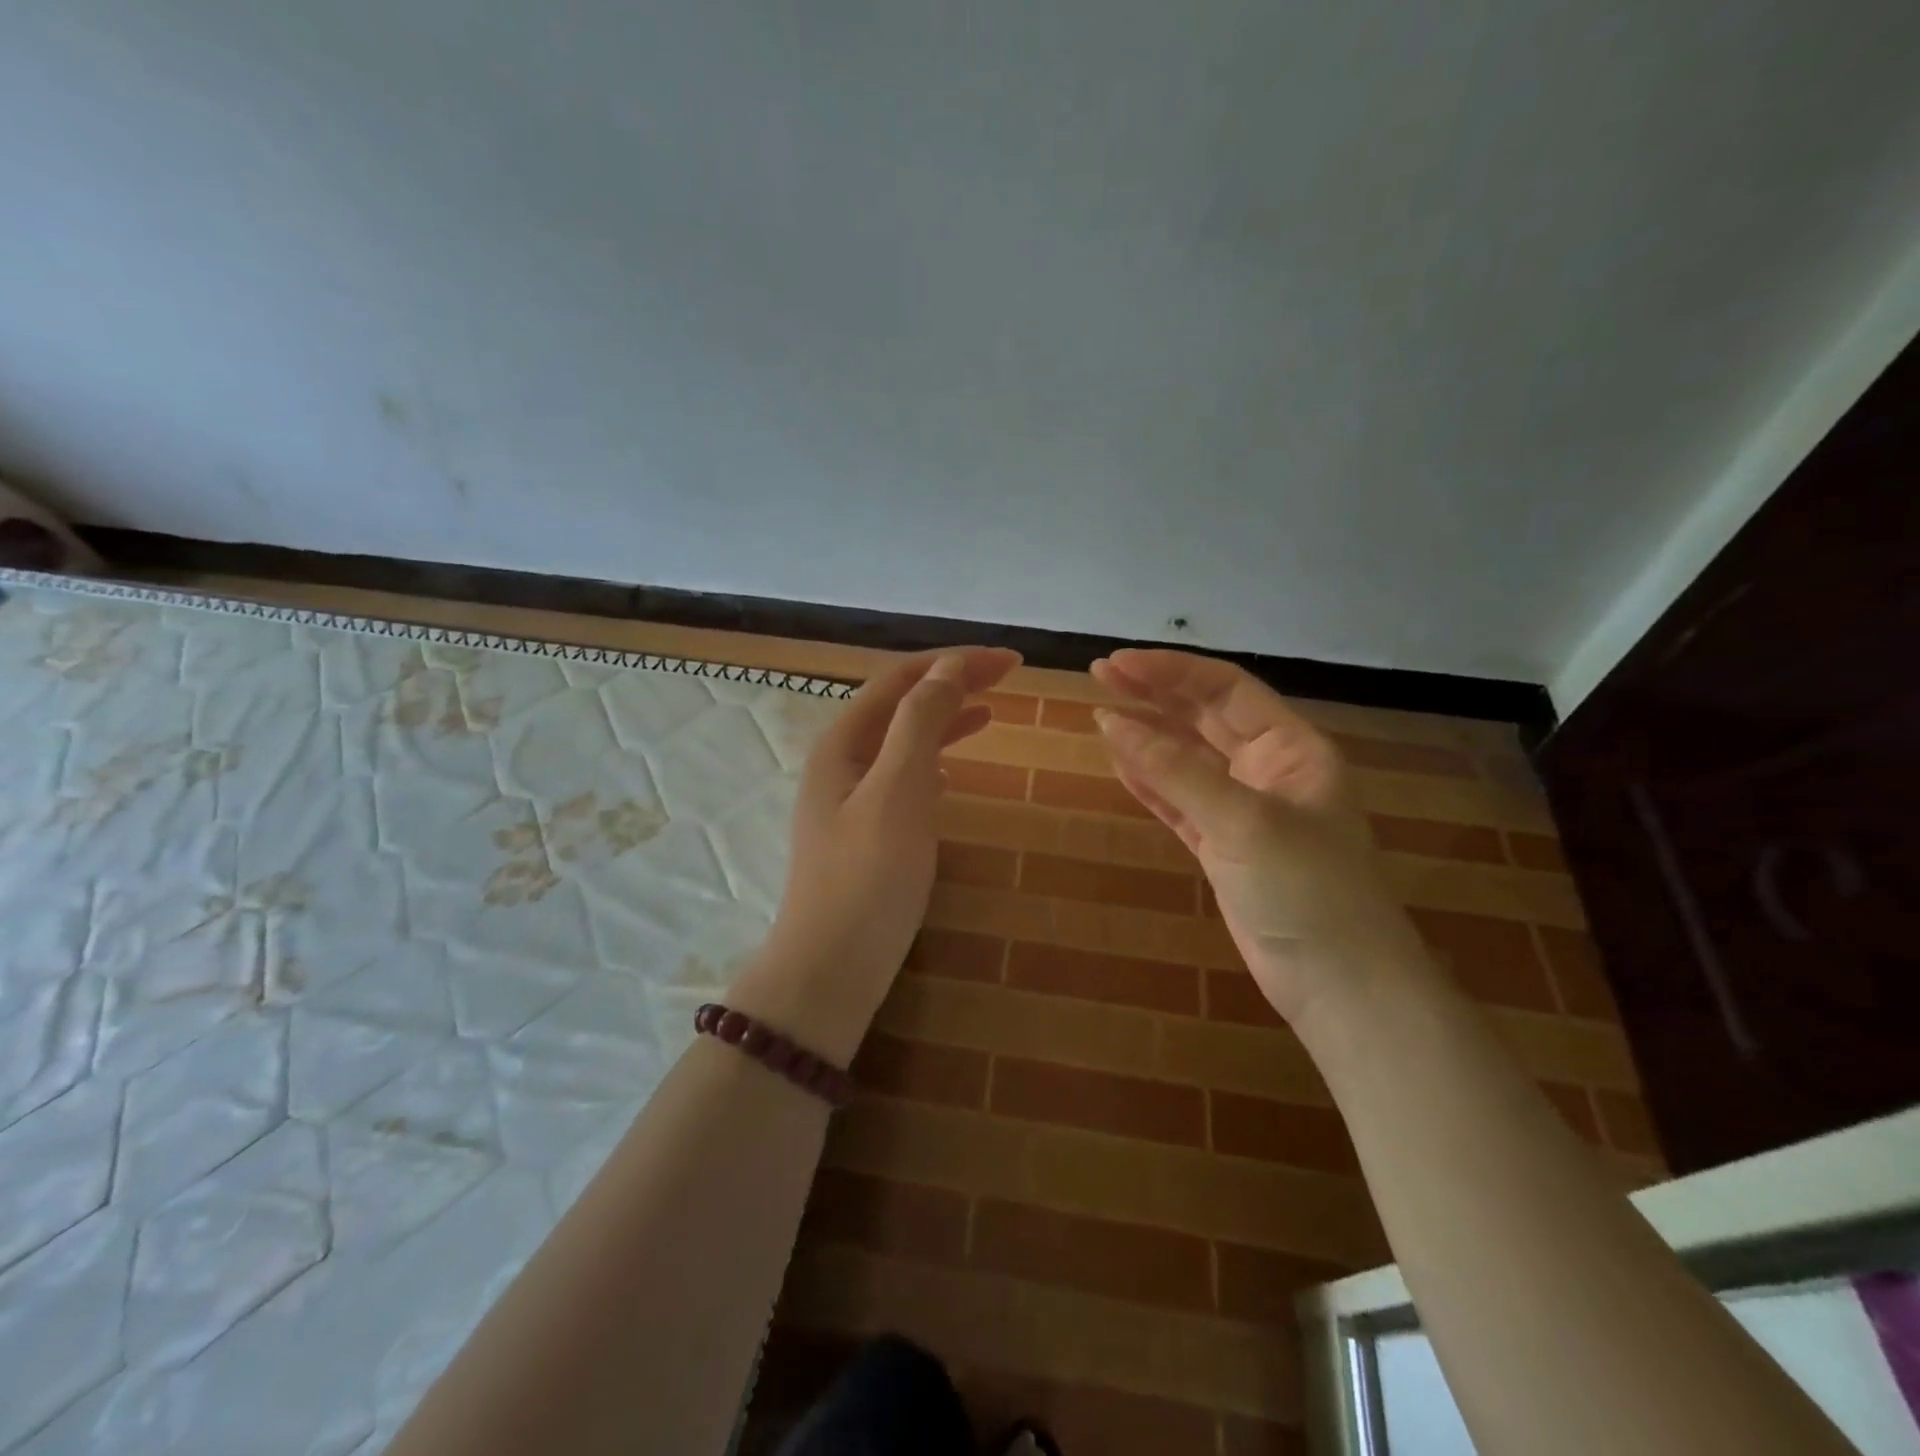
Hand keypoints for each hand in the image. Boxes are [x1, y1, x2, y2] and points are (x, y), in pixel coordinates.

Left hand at [730, 646, 1020, 1060]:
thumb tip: (947, 669)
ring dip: (943, 723)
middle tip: (1007, 679)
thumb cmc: (868, 876)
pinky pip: (902, 781)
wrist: (832, 968)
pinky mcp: (862, 836)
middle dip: (951, 686)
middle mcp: (840, 764)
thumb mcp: (898, 789)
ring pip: (902, 744)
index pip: (901, 681)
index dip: (954, 663)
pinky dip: (932, 765)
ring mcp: (848, 802)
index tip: (1010, 662)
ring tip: (988, 714)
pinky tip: (950, 776)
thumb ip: (920, 723)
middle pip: (900, 707)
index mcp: (842, 744)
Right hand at [1090, 649, 1426, 1026]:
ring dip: (1147, 736)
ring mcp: (1243, 810)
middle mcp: (1268, 770)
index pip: (1225, 689)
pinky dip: (1149, 783)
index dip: (1171, 671)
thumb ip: (1175, 771)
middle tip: (1099, 674)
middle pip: (1204, 718)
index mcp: (1292, 748)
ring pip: (1187, 759)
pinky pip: (1179, 802)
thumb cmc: (1306, 889)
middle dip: (1154, 694)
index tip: (1118, 664)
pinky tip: (1119, 763)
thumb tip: (1112, 721)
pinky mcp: (1222, 847)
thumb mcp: (1243, 821)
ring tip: (1100, 712)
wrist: (1340, 985)